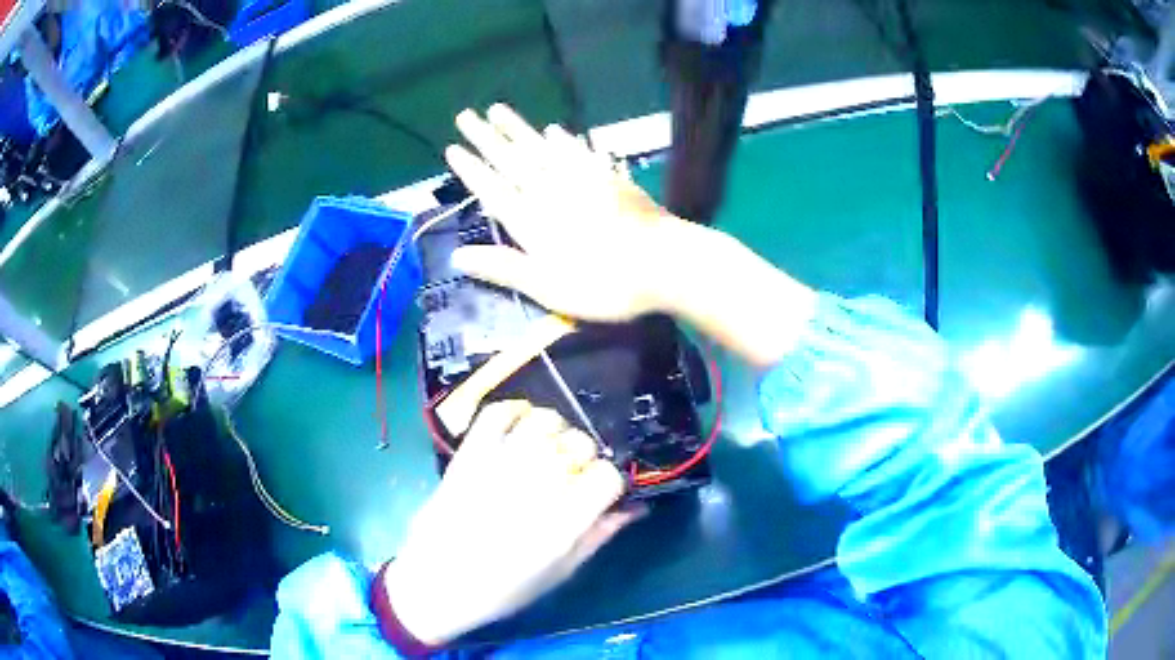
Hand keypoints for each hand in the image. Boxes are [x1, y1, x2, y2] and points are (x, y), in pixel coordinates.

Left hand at [384, 401, 640, 645]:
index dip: (610, 482)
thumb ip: (598, 536)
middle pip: (580, 443)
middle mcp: (535, 485)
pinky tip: (520, 430)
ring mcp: (498, 464)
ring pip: (544, 420)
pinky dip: (514, 411)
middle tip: (573, 474)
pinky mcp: (469, 454)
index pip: (607, 476)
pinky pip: (497, 413)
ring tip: (549, 450)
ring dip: (556, 431)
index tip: (601, 492)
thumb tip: (634, 507)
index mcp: (563, 522)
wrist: (435, 583)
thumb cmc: (501, 590)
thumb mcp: (559, 573)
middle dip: (586, 456)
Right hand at [446, 104, 817, 368]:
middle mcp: (551, 191)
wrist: (665, 264)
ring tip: (497, 110)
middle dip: (486, 137)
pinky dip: (564, 139)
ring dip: (518, 129)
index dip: (471, 168)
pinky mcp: (609, 178)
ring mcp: (582, 180)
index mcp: (531, 220)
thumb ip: (503, 268)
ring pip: (541, 148)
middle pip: (511, 159)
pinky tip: (555, 129)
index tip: (452, 147)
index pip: (491, 188)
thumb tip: (456, 255)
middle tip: (465, 115)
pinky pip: (579, 152)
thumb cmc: (604, 284)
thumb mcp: (547, 287)